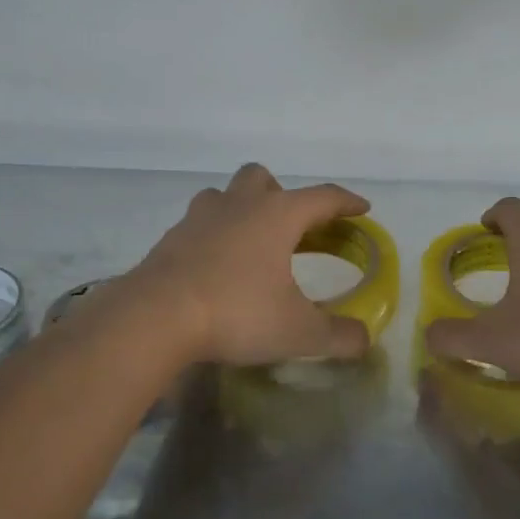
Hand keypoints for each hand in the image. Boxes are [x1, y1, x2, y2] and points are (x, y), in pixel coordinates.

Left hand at [126, 163, 373, 366]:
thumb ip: (337, 335)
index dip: (346, 202)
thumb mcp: (297, 332)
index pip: (322, 197)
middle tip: (291, 228)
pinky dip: (213, 235)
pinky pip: (198, 223)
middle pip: (263, 178)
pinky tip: (216, 266)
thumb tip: (364, 340)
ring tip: (250, 243)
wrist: (155, 317)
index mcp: (277, 215)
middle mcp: (239, 205)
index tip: (362, 208)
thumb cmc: (236, 312)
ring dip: (241, 208)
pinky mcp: (170, 238)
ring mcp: (199, 217)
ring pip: (224, 194)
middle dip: (281, 195)